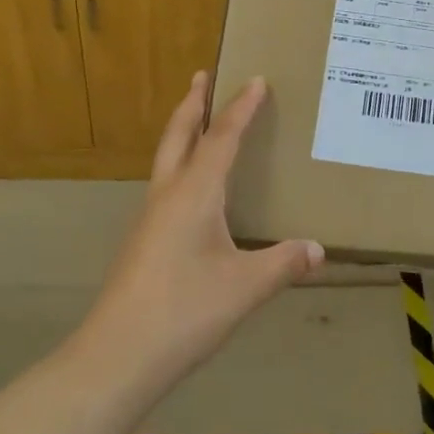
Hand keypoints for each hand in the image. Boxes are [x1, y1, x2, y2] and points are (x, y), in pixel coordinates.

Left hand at [79, 73, 323, 393]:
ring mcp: (149, 219)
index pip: (221, 138)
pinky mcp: (143, 242)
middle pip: (179, 135)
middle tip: (202, 75)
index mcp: (194, 194)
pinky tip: (192, 189)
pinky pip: (165, 185)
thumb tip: (319, 249)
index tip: (256, 79)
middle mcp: (167, 196)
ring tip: (198, 121)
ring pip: (167, 159)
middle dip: (192, 103)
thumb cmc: (184, 312)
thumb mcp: (245, 287)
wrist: (115, 358)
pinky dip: (180, 164)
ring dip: (183, 131)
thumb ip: (283, 264)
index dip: (241, 108)